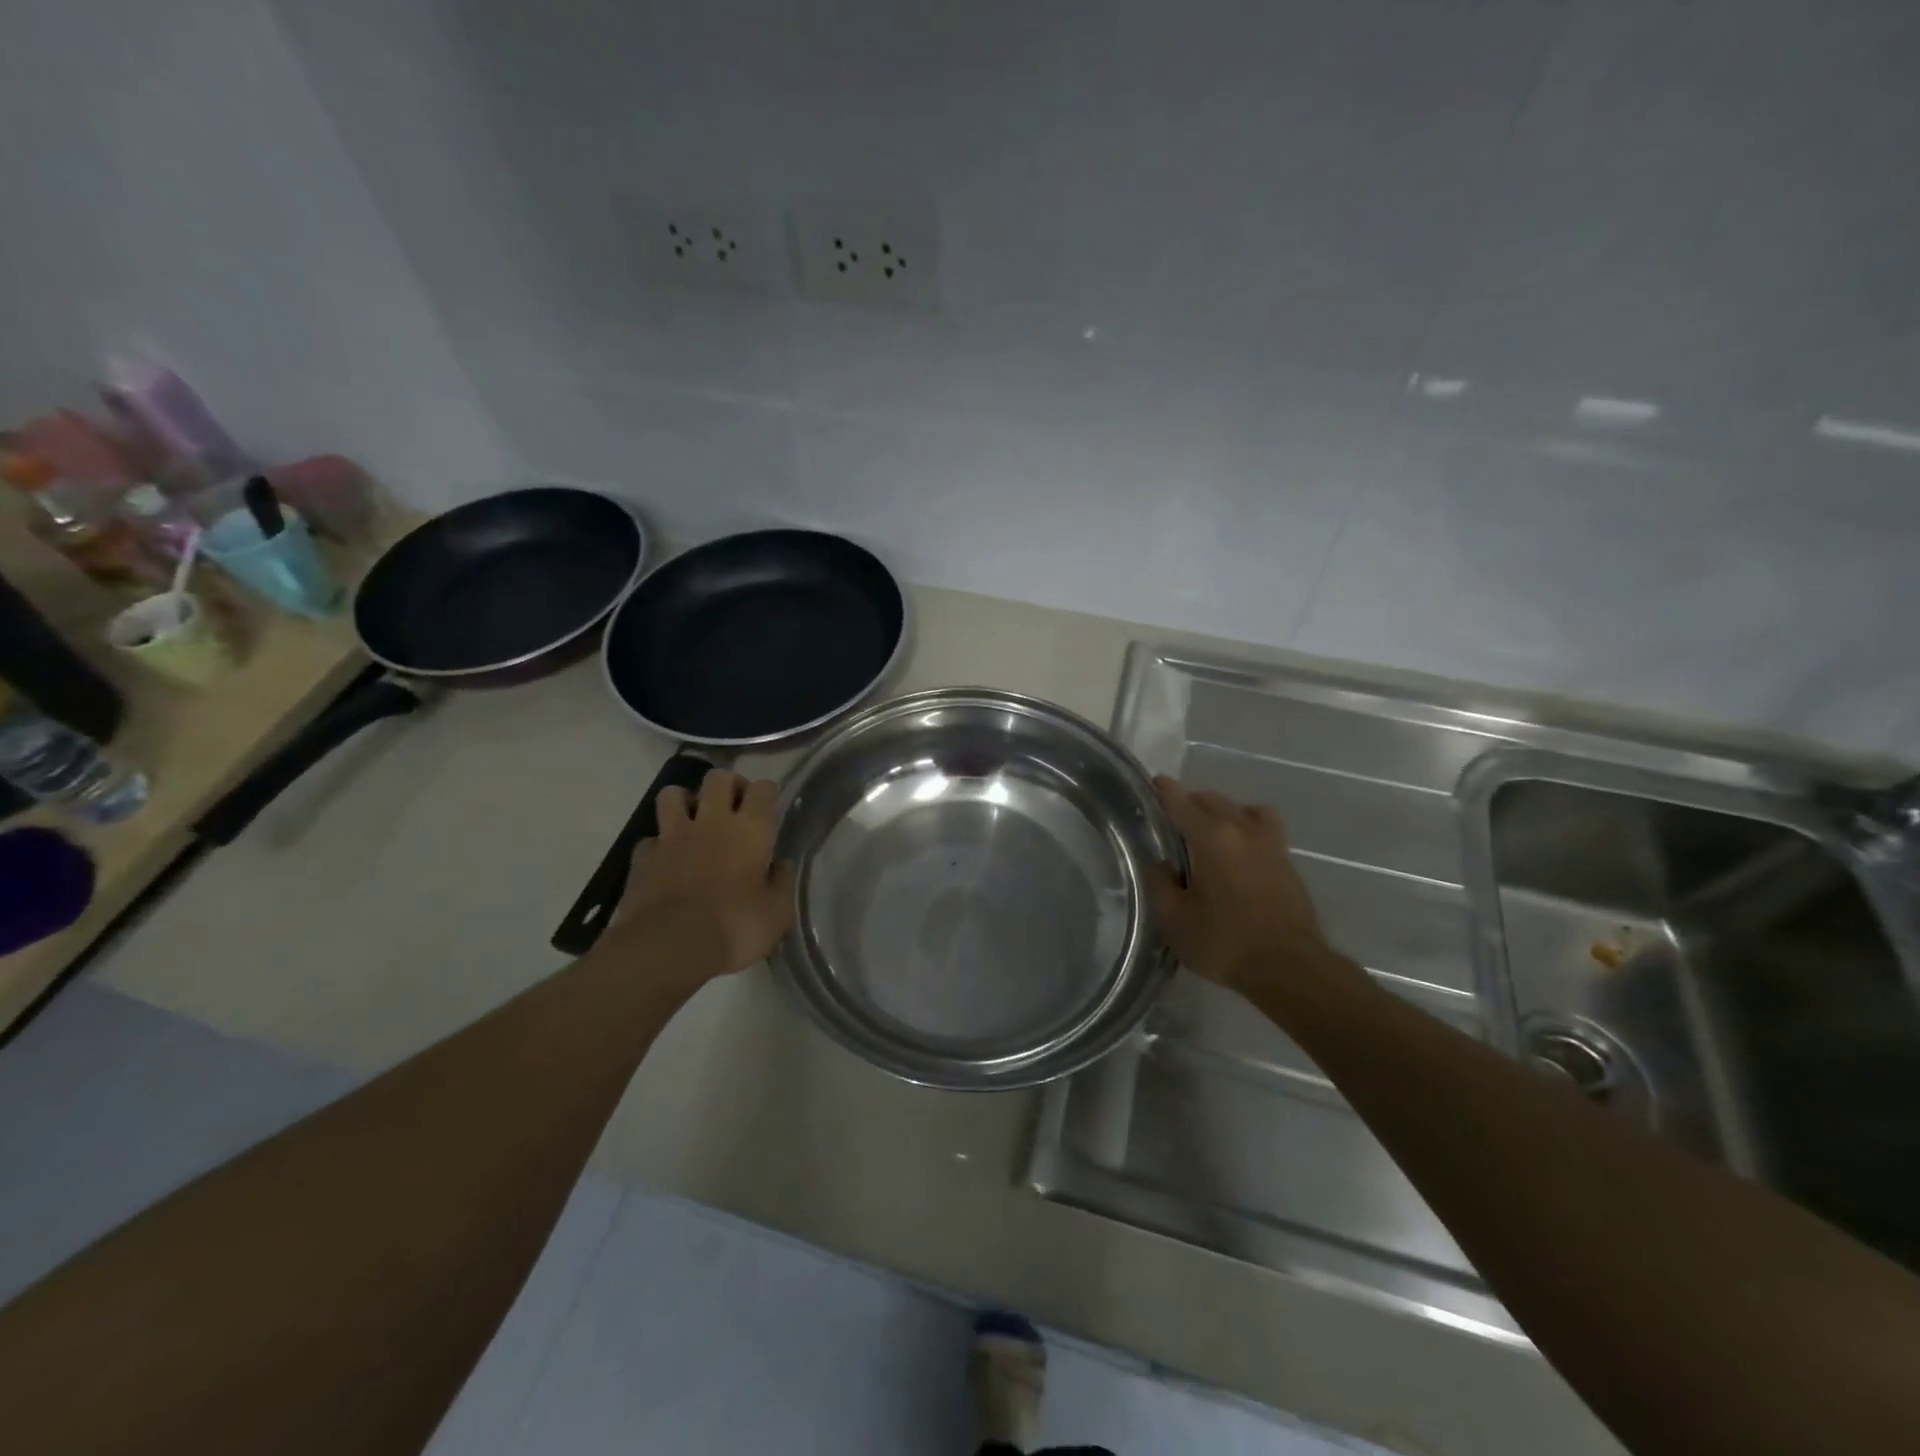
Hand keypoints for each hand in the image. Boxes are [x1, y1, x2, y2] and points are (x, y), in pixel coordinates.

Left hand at [604, 771, 795, 985]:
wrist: (668, 947)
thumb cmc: (734, 928)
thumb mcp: (777, 914)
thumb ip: (782, 883)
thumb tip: (782, 865)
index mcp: (750, 830)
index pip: (763, 789)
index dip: (768, 792)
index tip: (770, 806)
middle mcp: (711, 822)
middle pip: (718, 779)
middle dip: (729, 785)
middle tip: (735, 806)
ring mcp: (672, 836)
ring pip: (673, 794)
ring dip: (686, 801)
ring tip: (695, 821)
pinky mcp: (643, 857)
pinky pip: (651, 838)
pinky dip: (659, 844)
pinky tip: (666, 860)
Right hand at [1147, 776, 1358, 997]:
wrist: (1290, 967)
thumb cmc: (1224, 942)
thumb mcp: (1174, 919)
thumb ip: (1160, 884)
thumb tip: (1160, 864)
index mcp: (1210, 837)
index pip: (1181, 802)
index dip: (1164, 790)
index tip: (1153, 782)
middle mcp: (1241, 829)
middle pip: (1211, 800)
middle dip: (1190, 802)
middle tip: (1172, 818)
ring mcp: (1269, 842)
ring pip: (1240, 808)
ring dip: (1221, 811)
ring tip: (1209, 829)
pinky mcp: (1287, 860)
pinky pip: (1262, 825)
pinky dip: (1246, 824)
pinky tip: (1239, 846)